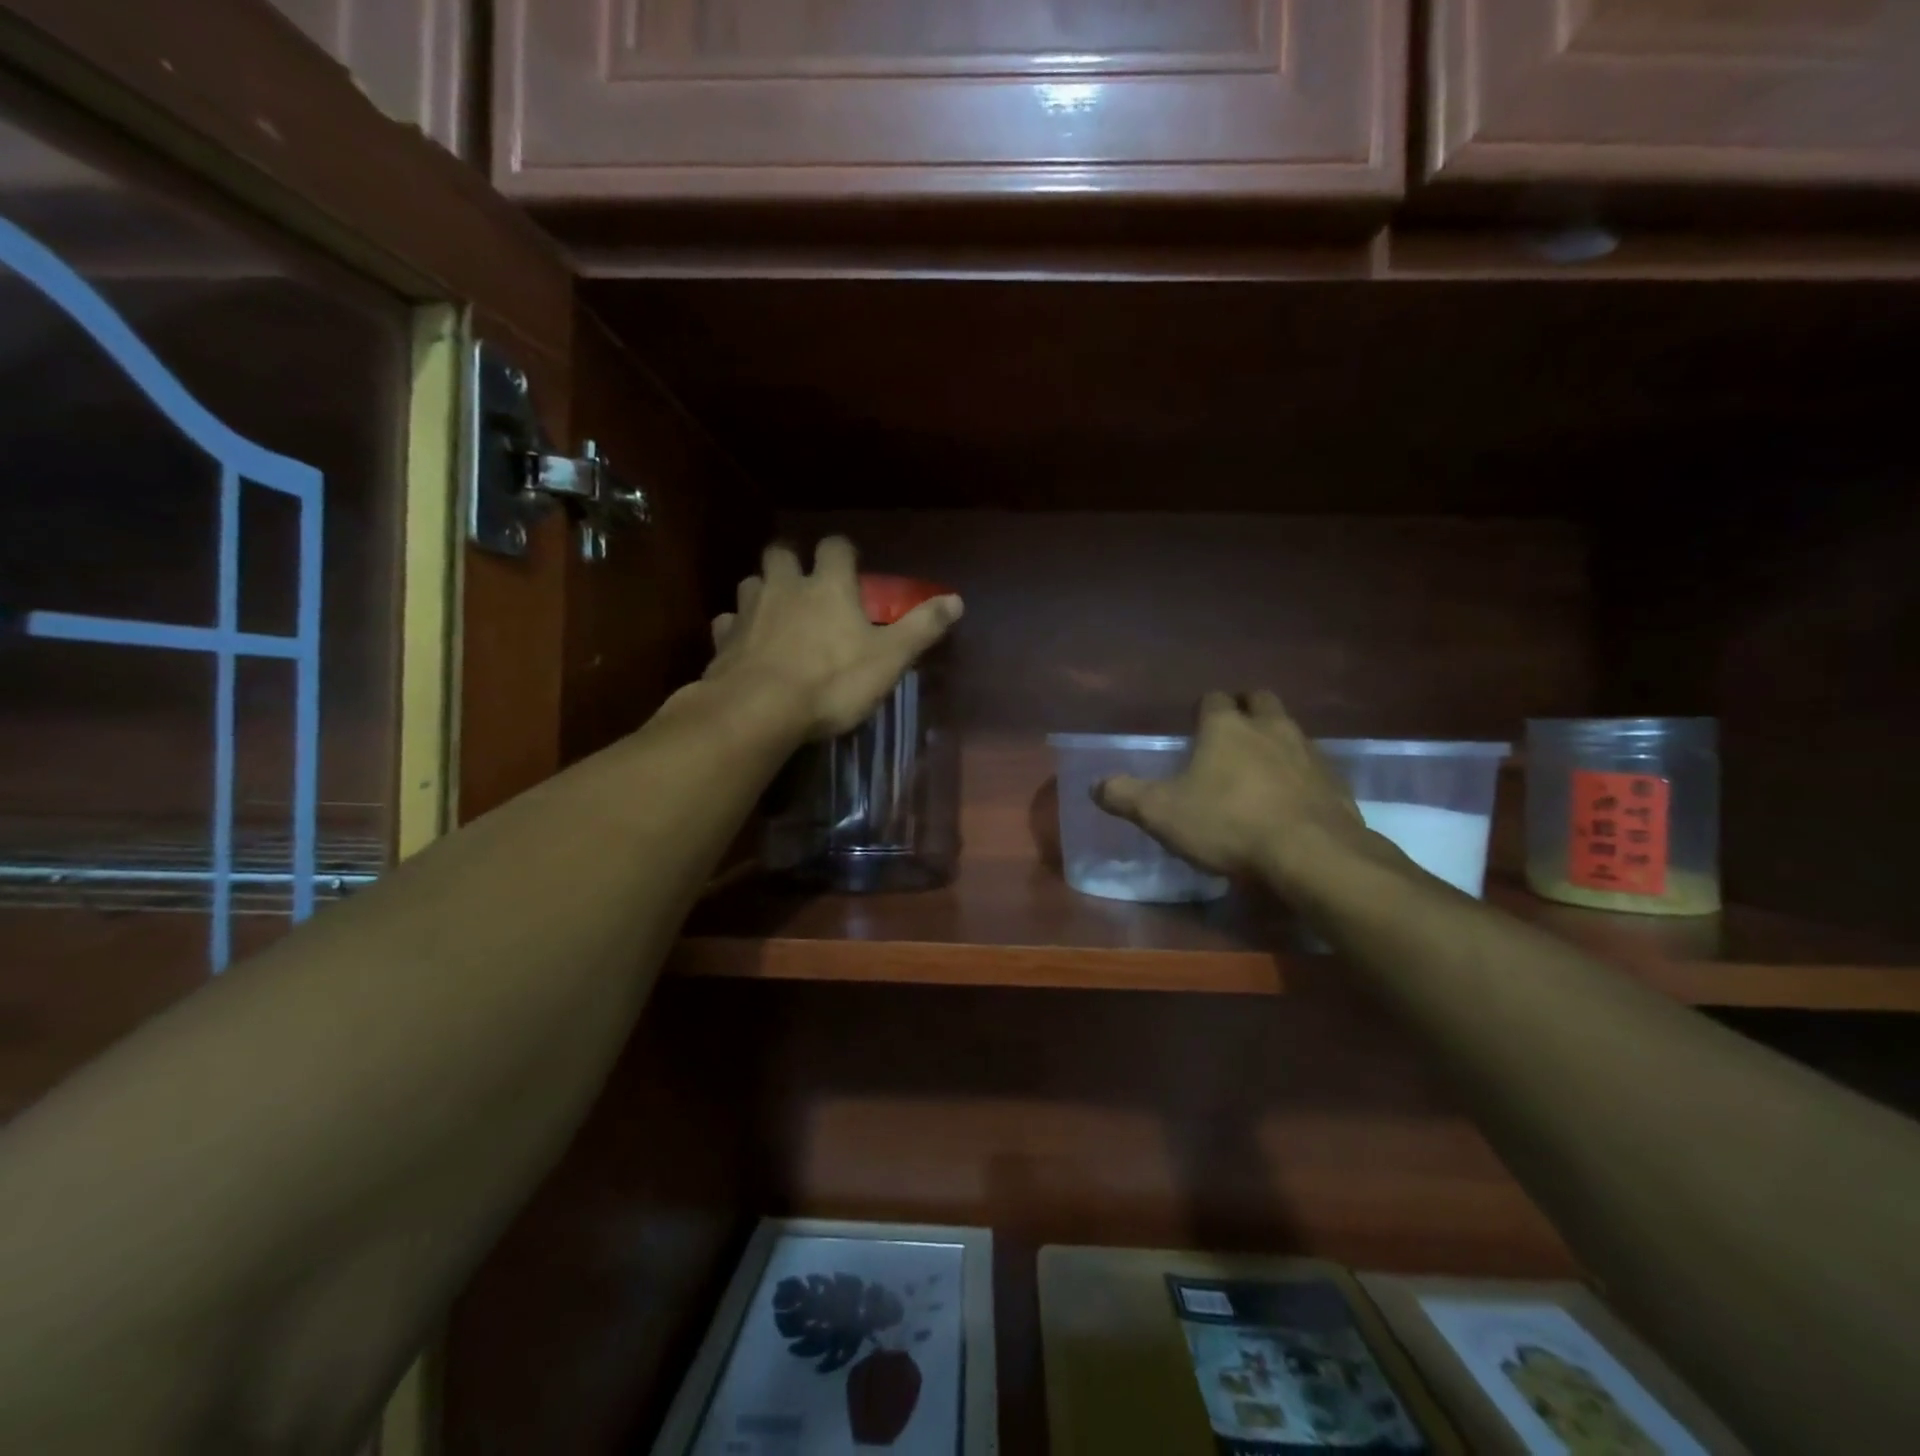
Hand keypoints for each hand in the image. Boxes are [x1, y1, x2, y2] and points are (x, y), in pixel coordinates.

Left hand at [704, 538, 962, 740]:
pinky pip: (727, 624)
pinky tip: (744, 645)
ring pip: (750, 583)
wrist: (759, 710)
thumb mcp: (889, 658)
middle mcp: (785, 587)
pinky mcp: (723, 641)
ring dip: (763, 591)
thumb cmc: (831, 682)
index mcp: (828, 586)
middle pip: (781, 553)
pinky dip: (736, 629)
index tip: (850, 566)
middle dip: (792, 561)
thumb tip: (956, 600)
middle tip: (803, 582)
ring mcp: (749, 611)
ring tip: (774, 612)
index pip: (836, 547)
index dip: (843, 552)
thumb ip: (922, 628)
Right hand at [1094, 691, 1406, 897]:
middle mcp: (1270, 728)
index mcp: (1226, 727)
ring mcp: (1308, 753)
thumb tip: (1095, 785)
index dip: (1203, 709)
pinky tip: (1290, 800)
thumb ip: (1125, 795)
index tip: (1195, 725)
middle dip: (1247, 709)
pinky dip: (1300, 774)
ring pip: (1291, 730)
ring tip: (1260, 768)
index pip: (1213, 699)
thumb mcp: (1161, 813)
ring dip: (1275, 740)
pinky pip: (1313, 767)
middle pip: (1260, 701)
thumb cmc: (1227, 823)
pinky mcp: (1335, 782)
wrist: (1311, 855)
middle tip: (1232, 733)